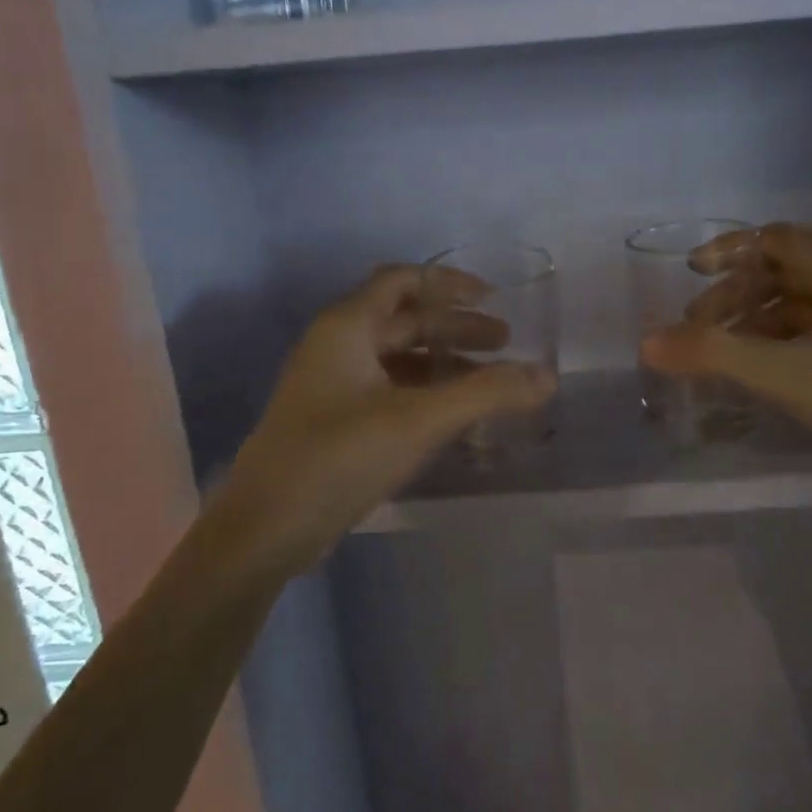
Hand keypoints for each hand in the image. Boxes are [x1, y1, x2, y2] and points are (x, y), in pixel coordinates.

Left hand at [215, 265, 555, 575]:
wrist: (264, 531)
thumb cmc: (338, 457)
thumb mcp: (418, 421)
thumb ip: (485, 395)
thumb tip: (547, 376)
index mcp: (347, 327)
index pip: (402, 281)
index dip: (449, 283)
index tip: (493, 297)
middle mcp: (336, 346)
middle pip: (404, 320)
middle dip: (455, 328)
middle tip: (505, 344)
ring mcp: (331, 386)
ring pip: (397, 358)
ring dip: (442, 363)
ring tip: (489, 383)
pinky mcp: (333, 422)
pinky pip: (388, 391)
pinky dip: (424, 393)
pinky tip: (453, 417)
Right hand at [641, 223, 811, 495]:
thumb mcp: (785, 374)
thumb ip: (713, 354)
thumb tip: (649, 342)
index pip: (774, 239)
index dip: (727, 252)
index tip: (690, 274)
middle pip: (783, 269)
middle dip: (735, 294)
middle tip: (698, 327)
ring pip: (800, 299)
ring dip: (756, 318)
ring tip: (722, 350)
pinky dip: (782, 337)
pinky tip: (761, 364)